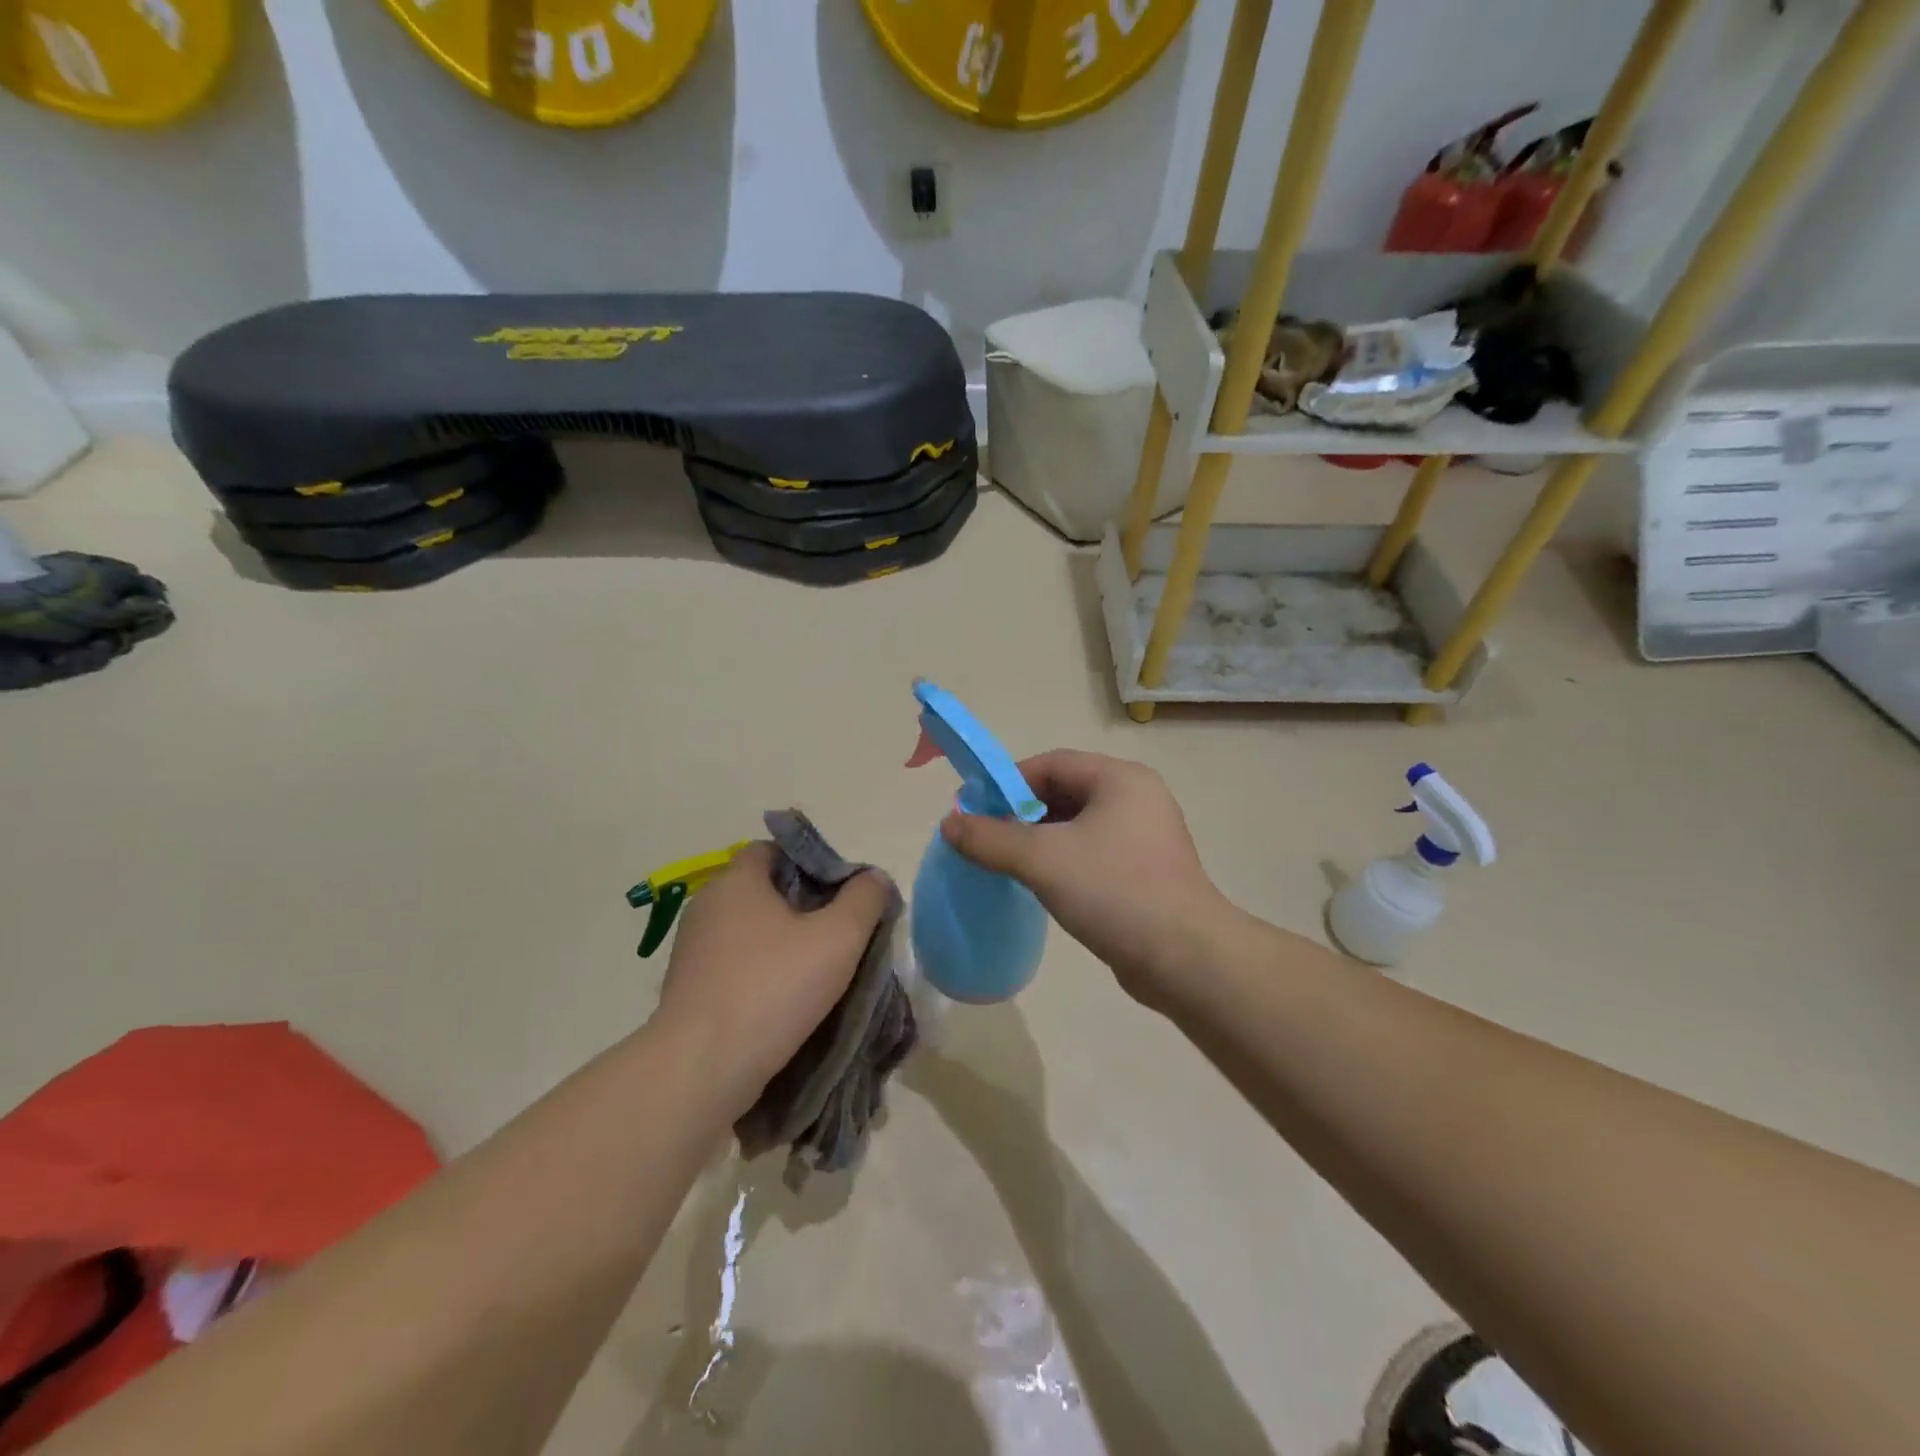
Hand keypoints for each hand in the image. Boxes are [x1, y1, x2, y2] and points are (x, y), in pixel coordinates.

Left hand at [654, 842, 891, 1114]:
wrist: (701, 1069)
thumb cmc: (773, 988)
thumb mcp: (839, 937)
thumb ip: (864, 899)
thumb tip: (874, 878)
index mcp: (736, 881)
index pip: (772, 849)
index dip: (809, 862)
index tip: (840, 892)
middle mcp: (707, 906)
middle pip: (763, 890)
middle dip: (803, 906)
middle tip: (839, 932)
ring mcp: (692, 950)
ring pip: (749, 931)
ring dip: (782, 944)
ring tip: (819, 971)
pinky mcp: (687, 989)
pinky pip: (734, 965)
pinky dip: (761, 973)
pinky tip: (785, 1001)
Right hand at [940, 750, 1226, 1005]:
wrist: (1186, 958)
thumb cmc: (1114, 891)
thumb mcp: (1042, 859)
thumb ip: (991, 838)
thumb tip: (949, 823)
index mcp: (1120, 779)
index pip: (1051, 764)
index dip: (1007, 782)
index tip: (974, 809)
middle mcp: (1136, 798)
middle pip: (1064, 791)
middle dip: (1021, 812)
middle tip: (986, 838)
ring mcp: (1145, 835)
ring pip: (1078, 824)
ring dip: (1039, 838)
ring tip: (1006, 863)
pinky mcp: (1146, 870)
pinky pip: (1093, 851)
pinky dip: (1063, 859)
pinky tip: (1041, 883)